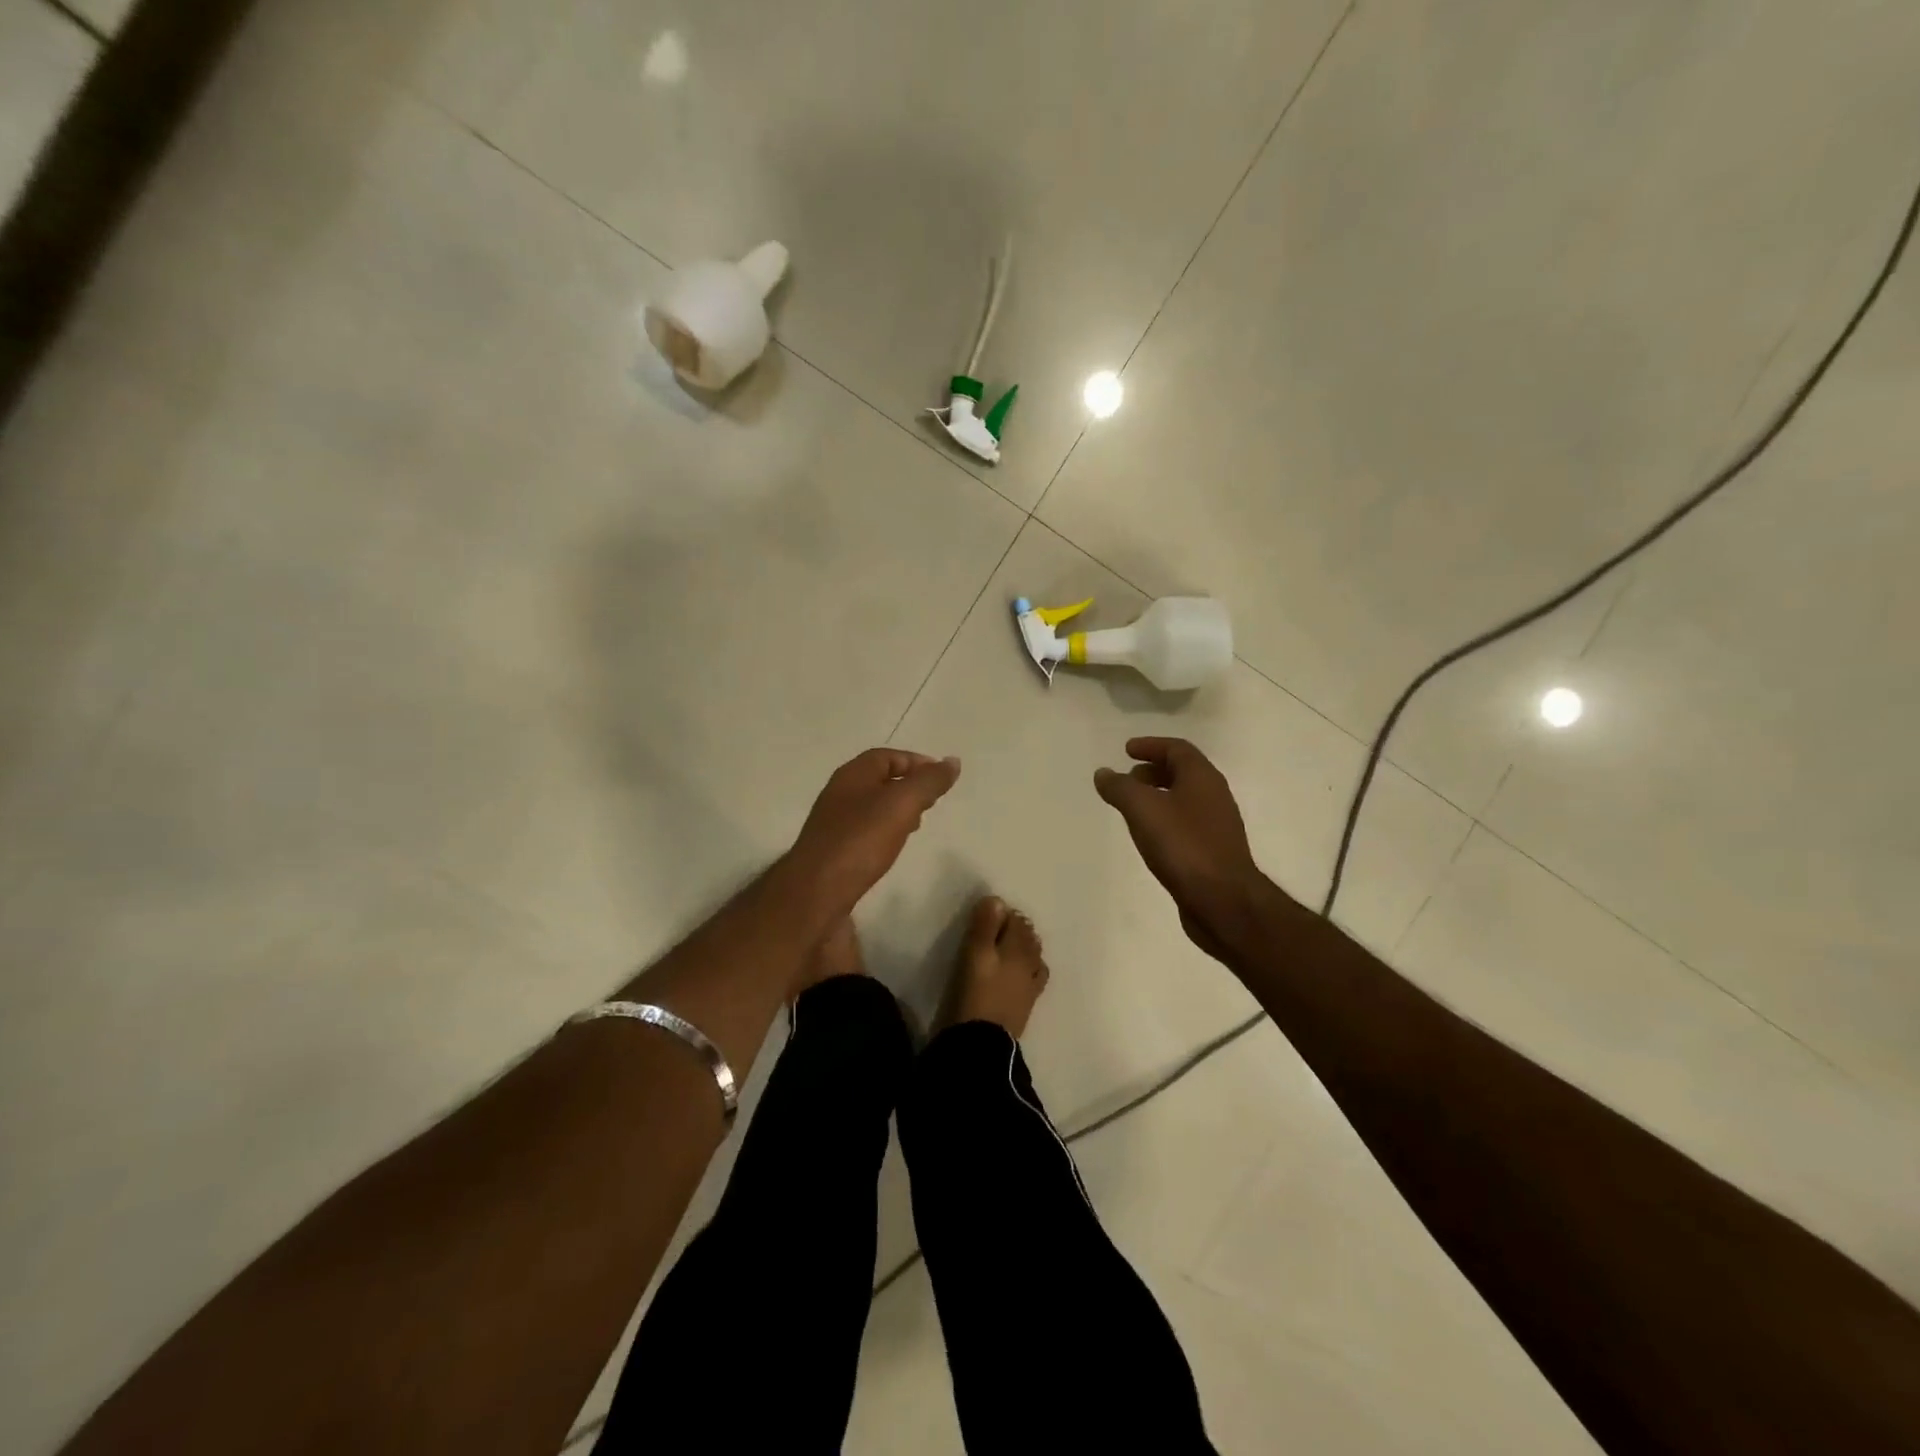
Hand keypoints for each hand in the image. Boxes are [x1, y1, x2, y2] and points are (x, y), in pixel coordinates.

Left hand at [784, 748, 960, 922]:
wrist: (816, 892)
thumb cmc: (860, 841)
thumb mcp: (901, 804)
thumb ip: (928, 782)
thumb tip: (952, 761)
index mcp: (852, 775)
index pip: (887, 756)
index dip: (915, 762)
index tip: (941, 777)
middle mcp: (839, 793)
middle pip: (878, 779)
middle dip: (908, 785)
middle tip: (932, 801)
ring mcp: (833, 822)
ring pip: (871, 806)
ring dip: (897, 809)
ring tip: (917, 824)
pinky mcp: (833, 849)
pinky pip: (864, 830)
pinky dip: (884, 831)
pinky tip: (893, 847)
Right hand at [1094, 737, 1269, 957]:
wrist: (1223, 900)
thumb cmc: (1182, 846)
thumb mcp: (1142, 809)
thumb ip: (1120, 787)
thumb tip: (1103, 773)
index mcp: (1202, 778)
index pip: (1177, 749)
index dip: (1151, 746)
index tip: (1127, 750)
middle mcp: (1215, 796)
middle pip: (1183, 772)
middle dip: (1153, 771)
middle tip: (1127, 779)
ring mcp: (1217, 825)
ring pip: (1185, 799)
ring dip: (1159, 796)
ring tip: (1132, 808)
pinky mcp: (1214, 851)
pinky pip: (1186, 823)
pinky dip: (1165, 819)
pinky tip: (1150, 836)